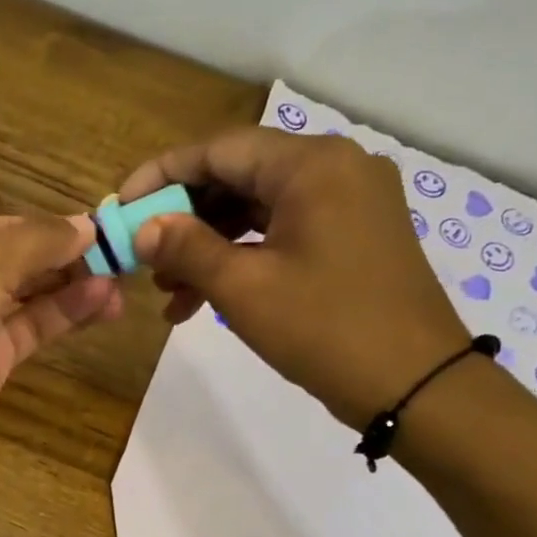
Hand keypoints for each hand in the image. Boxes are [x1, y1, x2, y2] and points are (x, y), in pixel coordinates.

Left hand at [0, 214, 122, 467]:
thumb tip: (86, 226)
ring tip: (118, 284)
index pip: (2, 227)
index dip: (49, 227)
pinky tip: (98, 304)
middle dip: (65, 258)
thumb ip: (37, 241)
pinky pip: (32, 329)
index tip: (99, 229)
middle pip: (18, 261)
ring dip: (72, 287)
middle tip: (119, 258)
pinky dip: (63, 316)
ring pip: (29, 296)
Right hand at [124, 127, 470, 429]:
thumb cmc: (325, 329)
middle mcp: (335, 168)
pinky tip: (205, 299)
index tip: (121, 208)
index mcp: (312, 166)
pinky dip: (242, 259)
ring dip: (208, 247)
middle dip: (184, 220)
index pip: (219, 150)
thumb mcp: (243, 288)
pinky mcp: (353, 236)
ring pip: (257, 209)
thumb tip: (143, 228)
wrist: (416, 385)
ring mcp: (349, 203)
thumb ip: (186, 249)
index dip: (162, 176)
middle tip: (142, 258)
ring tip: (167, 294)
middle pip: (238, 177)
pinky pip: (282, 232)